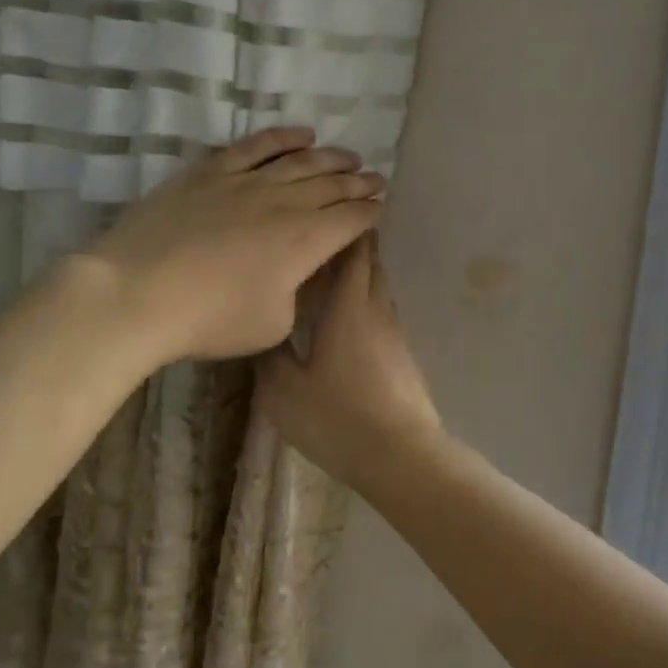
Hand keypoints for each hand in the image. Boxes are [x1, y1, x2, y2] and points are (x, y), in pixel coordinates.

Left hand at [86, 128, 384, 363]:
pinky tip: (302, 134)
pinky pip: (255, 145)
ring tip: (349, 157)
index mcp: (306, 241)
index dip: (371, 213)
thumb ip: (296, 292)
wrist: (137, 294)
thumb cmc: (211, 320)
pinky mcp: (211, 172)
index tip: (380, 208)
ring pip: (301, 160)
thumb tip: (296, 272)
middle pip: (333, 185)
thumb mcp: (274, 323)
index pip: (351, 219)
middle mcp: (285, 202)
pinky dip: (283, 137)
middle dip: (360, 183)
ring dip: (331, 157)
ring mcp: (246, 181)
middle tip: (376, 179)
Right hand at [259, 235, 442, 482]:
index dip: (345, 231)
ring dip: (361, 276)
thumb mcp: (285, 391)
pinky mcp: (404, 357)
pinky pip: (383, 316)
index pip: (353, 254)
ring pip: (379, 290)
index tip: (331, 213)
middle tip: (324, 239)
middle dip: (353, 247)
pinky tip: (348, 322)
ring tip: (333, 276)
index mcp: (349, 307)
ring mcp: (396, 334)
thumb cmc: (338, 417)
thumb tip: (264, 330)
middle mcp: (377, 311)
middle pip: (371, 266)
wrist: (401, 454)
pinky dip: (366, 305)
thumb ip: (271, 356)